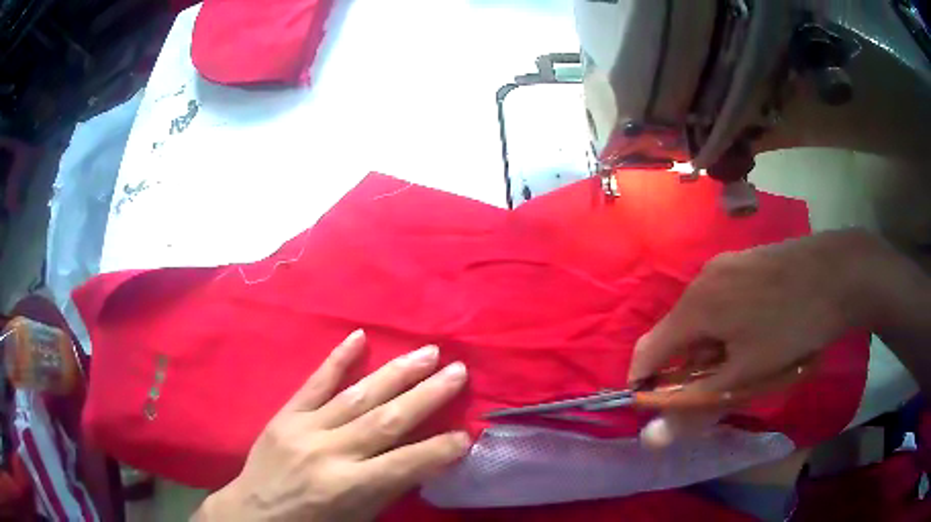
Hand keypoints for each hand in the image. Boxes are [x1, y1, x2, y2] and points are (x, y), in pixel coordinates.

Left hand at [195, 330, 469, 521]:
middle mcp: (329, 452)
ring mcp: (304, 428)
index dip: (440, 447)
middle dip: (428, 395)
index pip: (406, 463)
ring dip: (396, 373)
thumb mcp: (358, 518)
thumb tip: (425, 458)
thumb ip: (389, 487)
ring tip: (427, 352)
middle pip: (386, 419)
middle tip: (459, 370)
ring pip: (357, 395)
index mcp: (348, 487)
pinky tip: (359, 337)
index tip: (466, 432)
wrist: (254, 513)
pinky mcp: (286, 415)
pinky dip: (338, 359)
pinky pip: (314, 383)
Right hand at [629, 229, 890, 447]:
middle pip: (677, 332)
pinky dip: (725, 324)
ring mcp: (725, 265)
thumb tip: (651, 438)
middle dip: (688, 367)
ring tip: (743, 361)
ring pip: (701, 315)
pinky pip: (720, 299)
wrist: (837, 273)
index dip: (646, 383)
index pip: (648, 350)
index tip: (660, 407)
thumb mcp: (747, 376)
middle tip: (717, 388)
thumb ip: (696, 405)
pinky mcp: (744, 260)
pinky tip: (755, 331)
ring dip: (709, 346)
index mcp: (696, 306)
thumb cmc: (792, 327)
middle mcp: (702, 279)